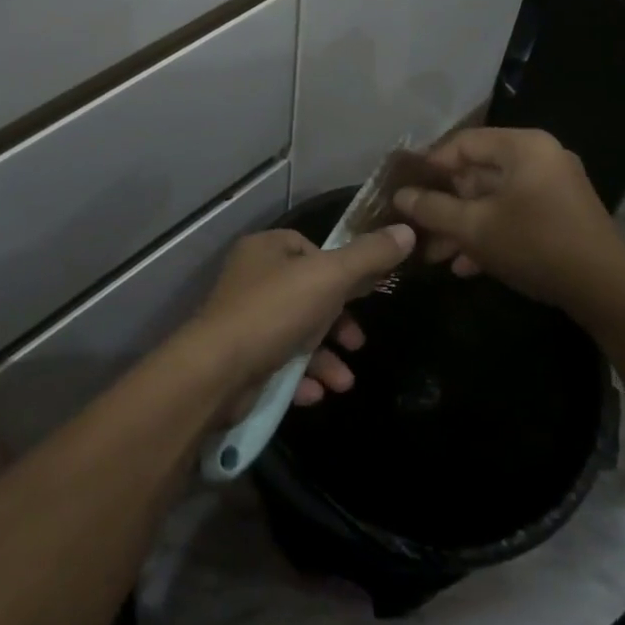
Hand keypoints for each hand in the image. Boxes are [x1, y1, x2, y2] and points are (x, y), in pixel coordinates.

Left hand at [188, 225, 414, 407]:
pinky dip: (300, 377)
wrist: (217, 371)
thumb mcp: (329, 277)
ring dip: (324, 358)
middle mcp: (251, 279)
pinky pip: (279, 363)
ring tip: (343, 382)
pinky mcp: (240, 357)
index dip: (339, 270)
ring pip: (296, 333)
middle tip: (357, 343)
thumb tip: (407, 231)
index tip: (362, 294)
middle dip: (337, 323)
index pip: (310, 248)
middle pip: (308, 294)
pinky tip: (315, 393)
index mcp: (266, 249)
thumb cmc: (274, 311)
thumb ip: (369, 257)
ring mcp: (243, 320)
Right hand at [391, 128, 624, 319]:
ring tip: (433, 254)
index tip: (404, 191)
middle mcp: (540, 158)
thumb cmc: (535, 245)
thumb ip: (433, 209)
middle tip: (415, 228)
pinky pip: (515, 215)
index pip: (462, 143)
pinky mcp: (560, 216)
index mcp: (523, 147)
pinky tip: (464, 266)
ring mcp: (553, 188)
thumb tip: (400, 196)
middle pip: (477, 173)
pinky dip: (489, 234)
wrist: (608, 292)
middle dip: (444, 205)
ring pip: (494, 199)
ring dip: (462, 225)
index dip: (429, 166)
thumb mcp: (475, 228)